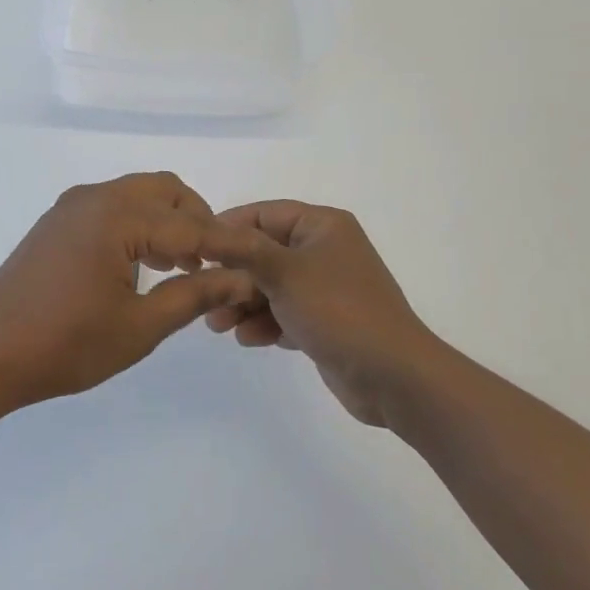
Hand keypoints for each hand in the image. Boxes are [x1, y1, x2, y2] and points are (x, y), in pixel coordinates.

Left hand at [0, 172, 257, 409]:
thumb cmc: (66, 345)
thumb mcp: (140, 326)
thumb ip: (193, 295)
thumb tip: (240, 278)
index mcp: (116, 217)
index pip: (189, 225)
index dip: (226, 245)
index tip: (257, 260)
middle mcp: (94, 198)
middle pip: (163, 190)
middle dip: (196, 219)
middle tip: (213, 262)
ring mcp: (71, 207)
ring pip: (136, 195)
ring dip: (166, 221)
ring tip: (182, 267)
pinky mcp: (57, 222)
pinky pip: (111, 207)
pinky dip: (137, 224)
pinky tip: (142, 264)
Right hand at [203, 201, 440, 427]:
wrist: (392, 376)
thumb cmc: (338, 310)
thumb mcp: (283, 272)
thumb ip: (241, 249)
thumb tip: (206, 230)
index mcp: (322, 226)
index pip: (263, 214)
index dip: (228, 229)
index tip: (196, 250)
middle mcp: (324, 250)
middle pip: (263, 253)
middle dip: (233, 277)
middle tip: (205, 297)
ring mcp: (326, 288)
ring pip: (270, 286)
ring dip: (243, 304)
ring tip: (219, 325)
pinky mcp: (325, 321)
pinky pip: (284, 313)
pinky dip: (265, 323)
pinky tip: (249, 339)